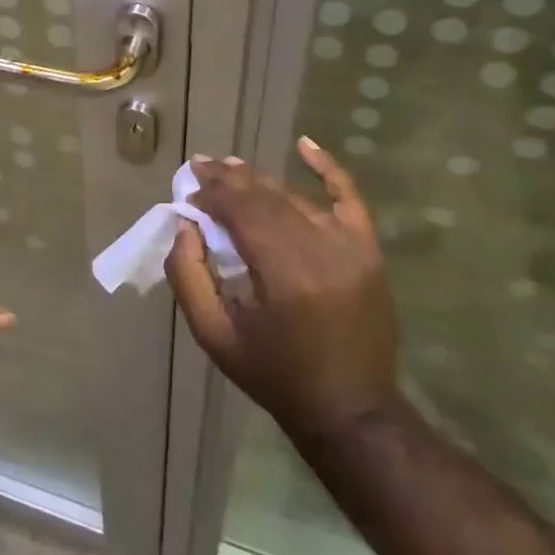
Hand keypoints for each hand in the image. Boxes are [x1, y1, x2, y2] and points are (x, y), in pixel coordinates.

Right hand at [165, 137, 397, 438]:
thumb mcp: (214, 336)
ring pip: (295, 197)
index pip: (240, 211)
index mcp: (283, 275)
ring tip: (230, 167)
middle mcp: (320, 250)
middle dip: (228, 180)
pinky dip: (327, 168)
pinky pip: (349, 198)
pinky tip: (304, 144)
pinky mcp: (368, 250)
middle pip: (266, 197)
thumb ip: (188, 277)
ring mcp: (351, 247)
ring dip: (260, 179)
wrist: (351, 410)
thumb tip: (185, 226)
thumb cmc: (275, 375)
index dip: (211, 195)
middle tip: (201, 167)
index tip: (188, 194)